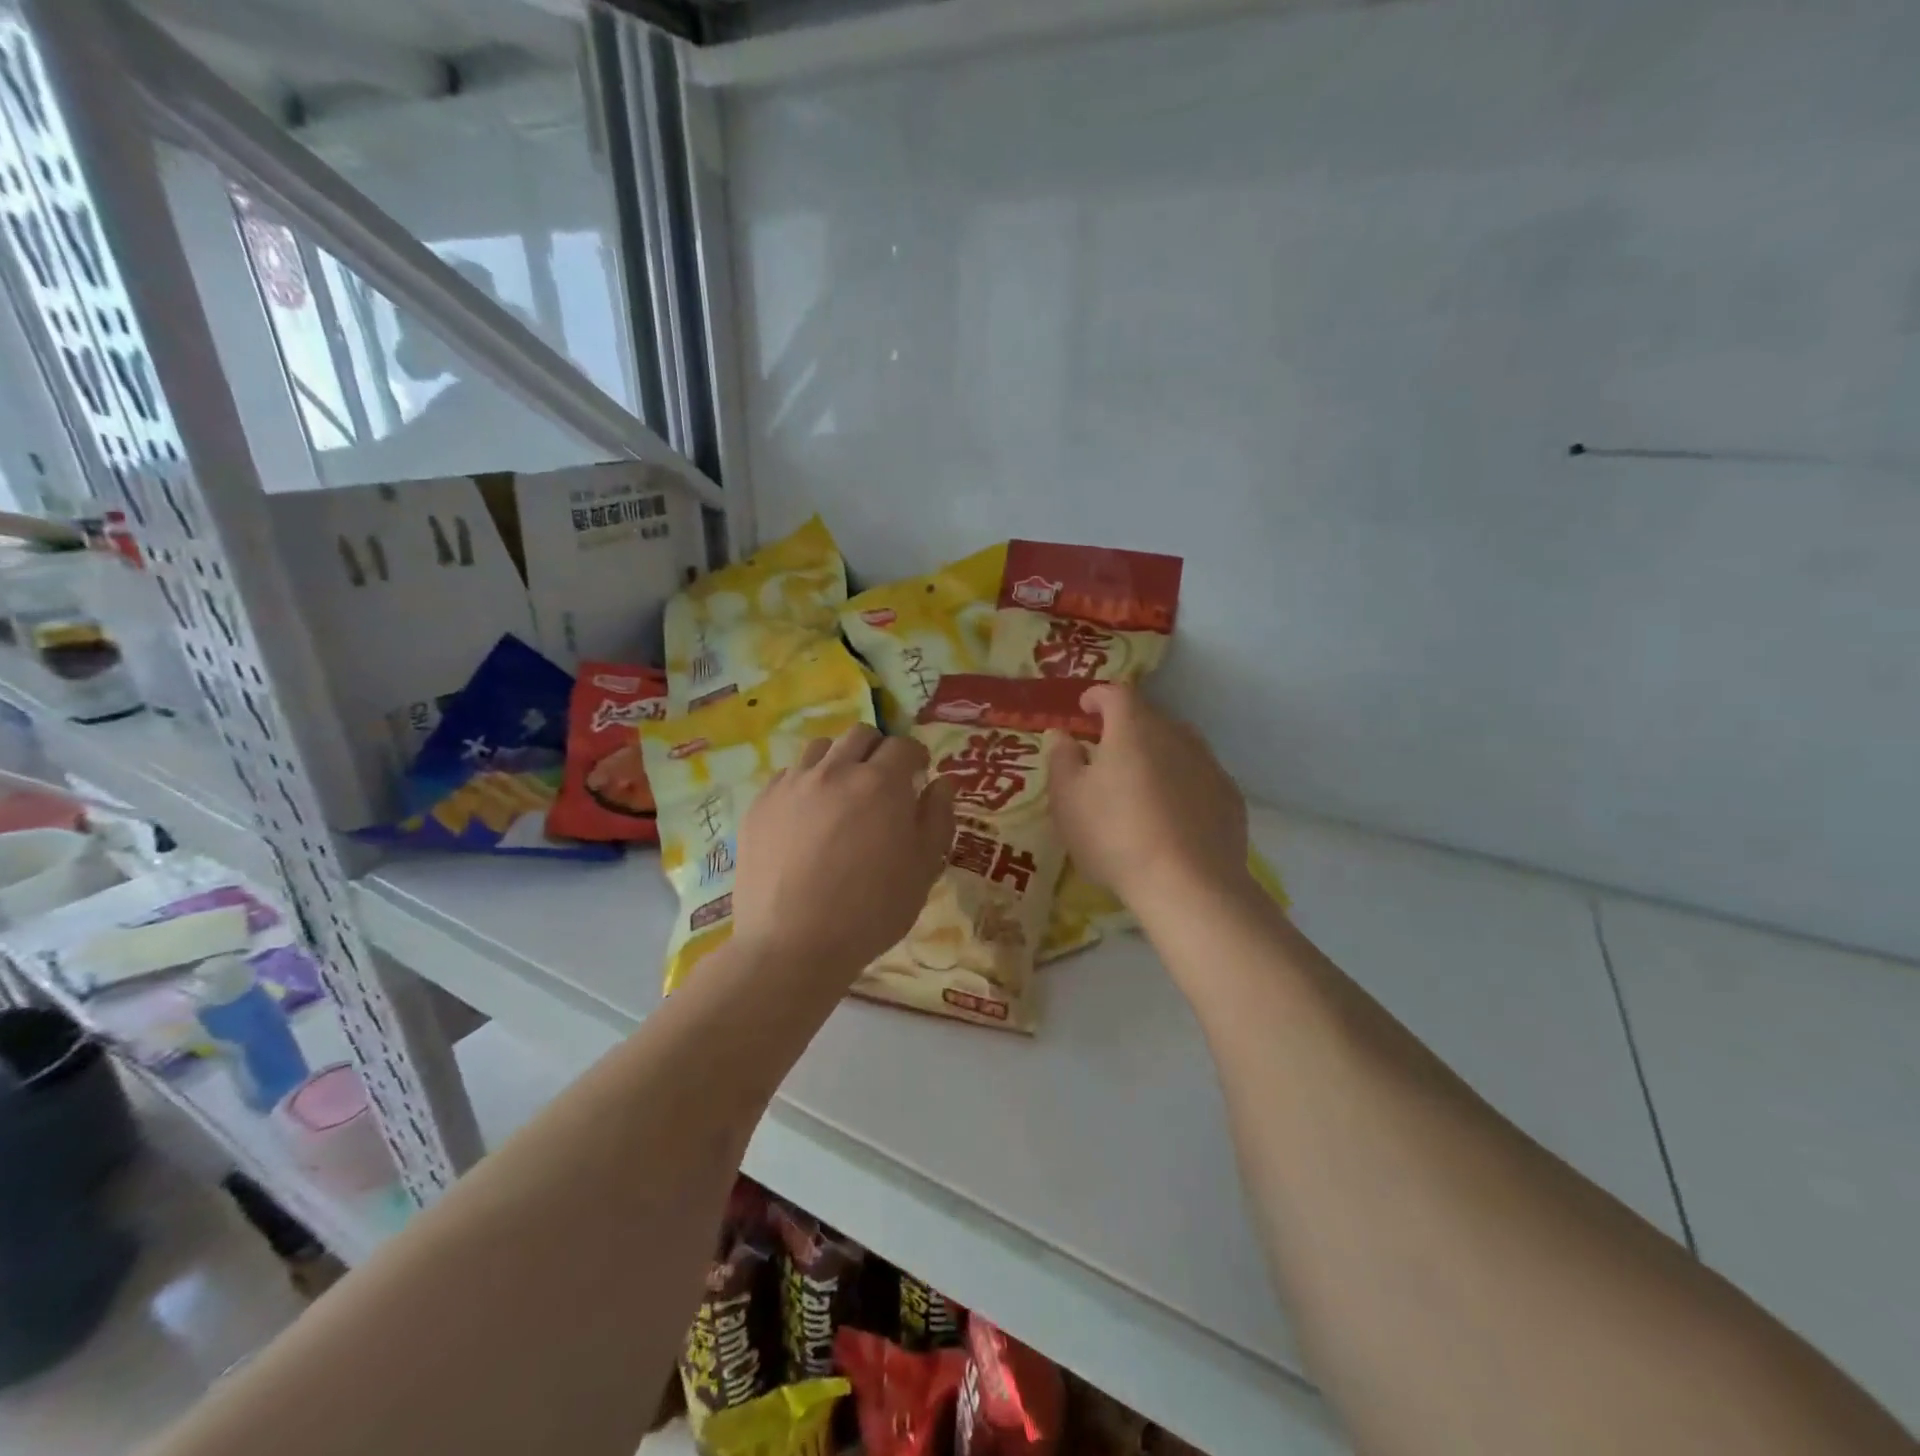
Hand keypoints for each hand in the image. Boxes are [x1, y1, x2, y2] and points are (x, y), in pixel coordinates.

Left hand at [733, 725, 955, 980]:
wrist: (792, 944)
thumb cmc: (871, 910)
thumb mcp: (923, 869)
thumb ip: (937, 818)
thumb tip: (941, 783)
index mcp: (880, 783)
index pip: (903, 746)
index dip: (916, 756)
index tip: (918, 773)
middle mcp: (835, 770)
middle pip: (860, 735)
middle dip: (878, 750)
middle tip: (882, 781)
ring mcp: (792, 785)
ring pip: (820, 749)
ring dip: (838, 760)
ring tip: (841, 793)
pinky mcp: (760, 804)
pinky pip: (787, 776)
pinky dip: (805, 783)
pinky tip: (806, 817)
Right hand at [1047, 685, 1249, 910]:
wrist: (1189, 885)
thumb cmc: (1115, 836)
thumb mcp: (1068, 800)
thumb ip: (1062, 760)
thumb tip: (1063, 735)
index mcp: (1133, 728)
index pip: (1116, 693)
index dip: (1098, 696)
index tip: (1085, 708)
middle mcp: (1176, 735)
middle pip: (1148, 718)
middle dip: (1126, 727)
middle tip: (1106, 752)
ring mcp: (1208, 764)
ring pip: (1178, 746)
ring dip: (1157, 755)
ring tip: (1140, 784)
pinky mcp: (1229, 796)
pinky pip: (1198, 777)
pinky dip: (1182, 784)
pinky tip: (1172, 815)